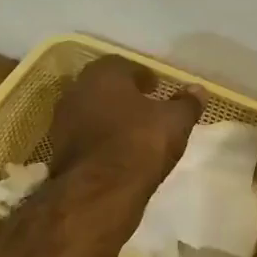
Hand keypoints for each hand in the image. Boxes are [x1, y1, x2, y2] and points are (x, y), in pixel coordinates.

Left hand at [48, 56, 202, 199]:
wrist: (99, 191)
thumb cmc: (140, 143)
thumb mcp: (175, 121)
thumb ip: (187, 103)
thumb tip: (198, 90)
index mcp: (103, 75)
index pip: (122, 64)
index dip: (141, 75)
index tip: (156, 88)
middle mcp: (76, 92)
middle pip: (102, 86)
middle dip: (123, 95)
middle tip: (145, 107)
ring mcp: (62, 122)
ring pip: (90, 111)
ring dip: (108, 117)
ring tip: (132, 132)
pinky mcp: (58, 151)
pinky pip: (83, 137)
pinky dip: (99, 140)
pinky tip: (117, 152)